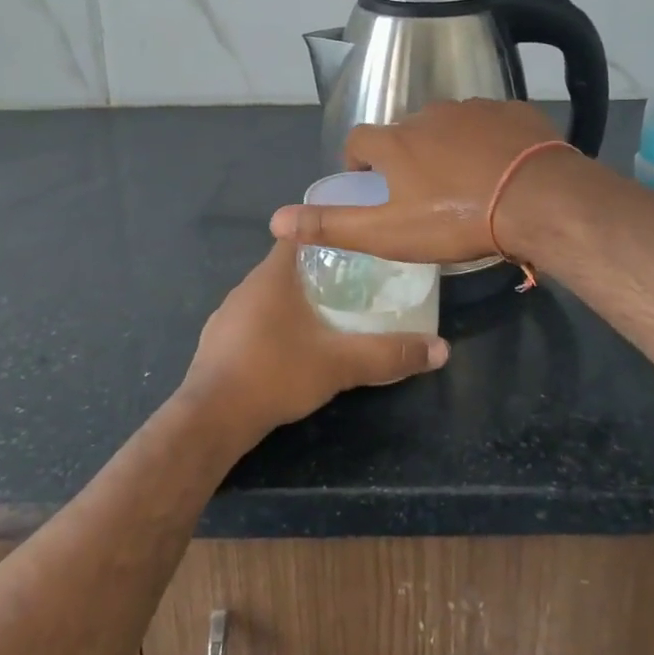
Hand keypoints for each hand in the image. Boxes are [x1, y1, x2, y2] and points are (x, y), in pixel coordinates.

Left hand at [179, 240, 447, 445]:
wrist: (211, 419)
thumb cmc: (275, 374)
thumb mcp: (339, 364)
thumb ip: (388, 355)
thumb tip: (442, 349)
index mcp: (272, 276)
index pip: (300, 236)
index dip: (328, 236)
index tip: (356, 247)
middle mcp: (246, 287)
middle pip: (286, 266)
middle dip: (317, 272)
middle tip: (354, 285)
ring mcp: (227, 315)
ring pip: (268, 296)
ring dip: (294, 301)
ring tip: (327, 317)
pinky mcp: (217, 342)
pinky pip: (253, 322)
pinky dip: (273, 326)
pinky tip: (289, 350)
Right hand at [269, 99, 565, 263]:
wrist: (538, 200)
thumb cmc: (455, 219)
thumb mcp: (388, 232)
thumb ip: (331, 225)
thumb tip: (275, 219)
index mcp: (396, 141)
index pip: (359, 140)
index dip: (358, 160)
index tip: (369, 182)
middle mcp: (429, 114)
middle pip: (405, 131)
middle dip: (406, 154)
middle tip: (422, 191)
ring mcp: (474, 108)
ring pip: (449, 124)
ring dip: (447, 145)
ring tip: (464, 180)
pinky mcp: (513, 111)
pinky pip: (490, 122)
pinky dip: (487, 139)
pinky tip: (500, 166)